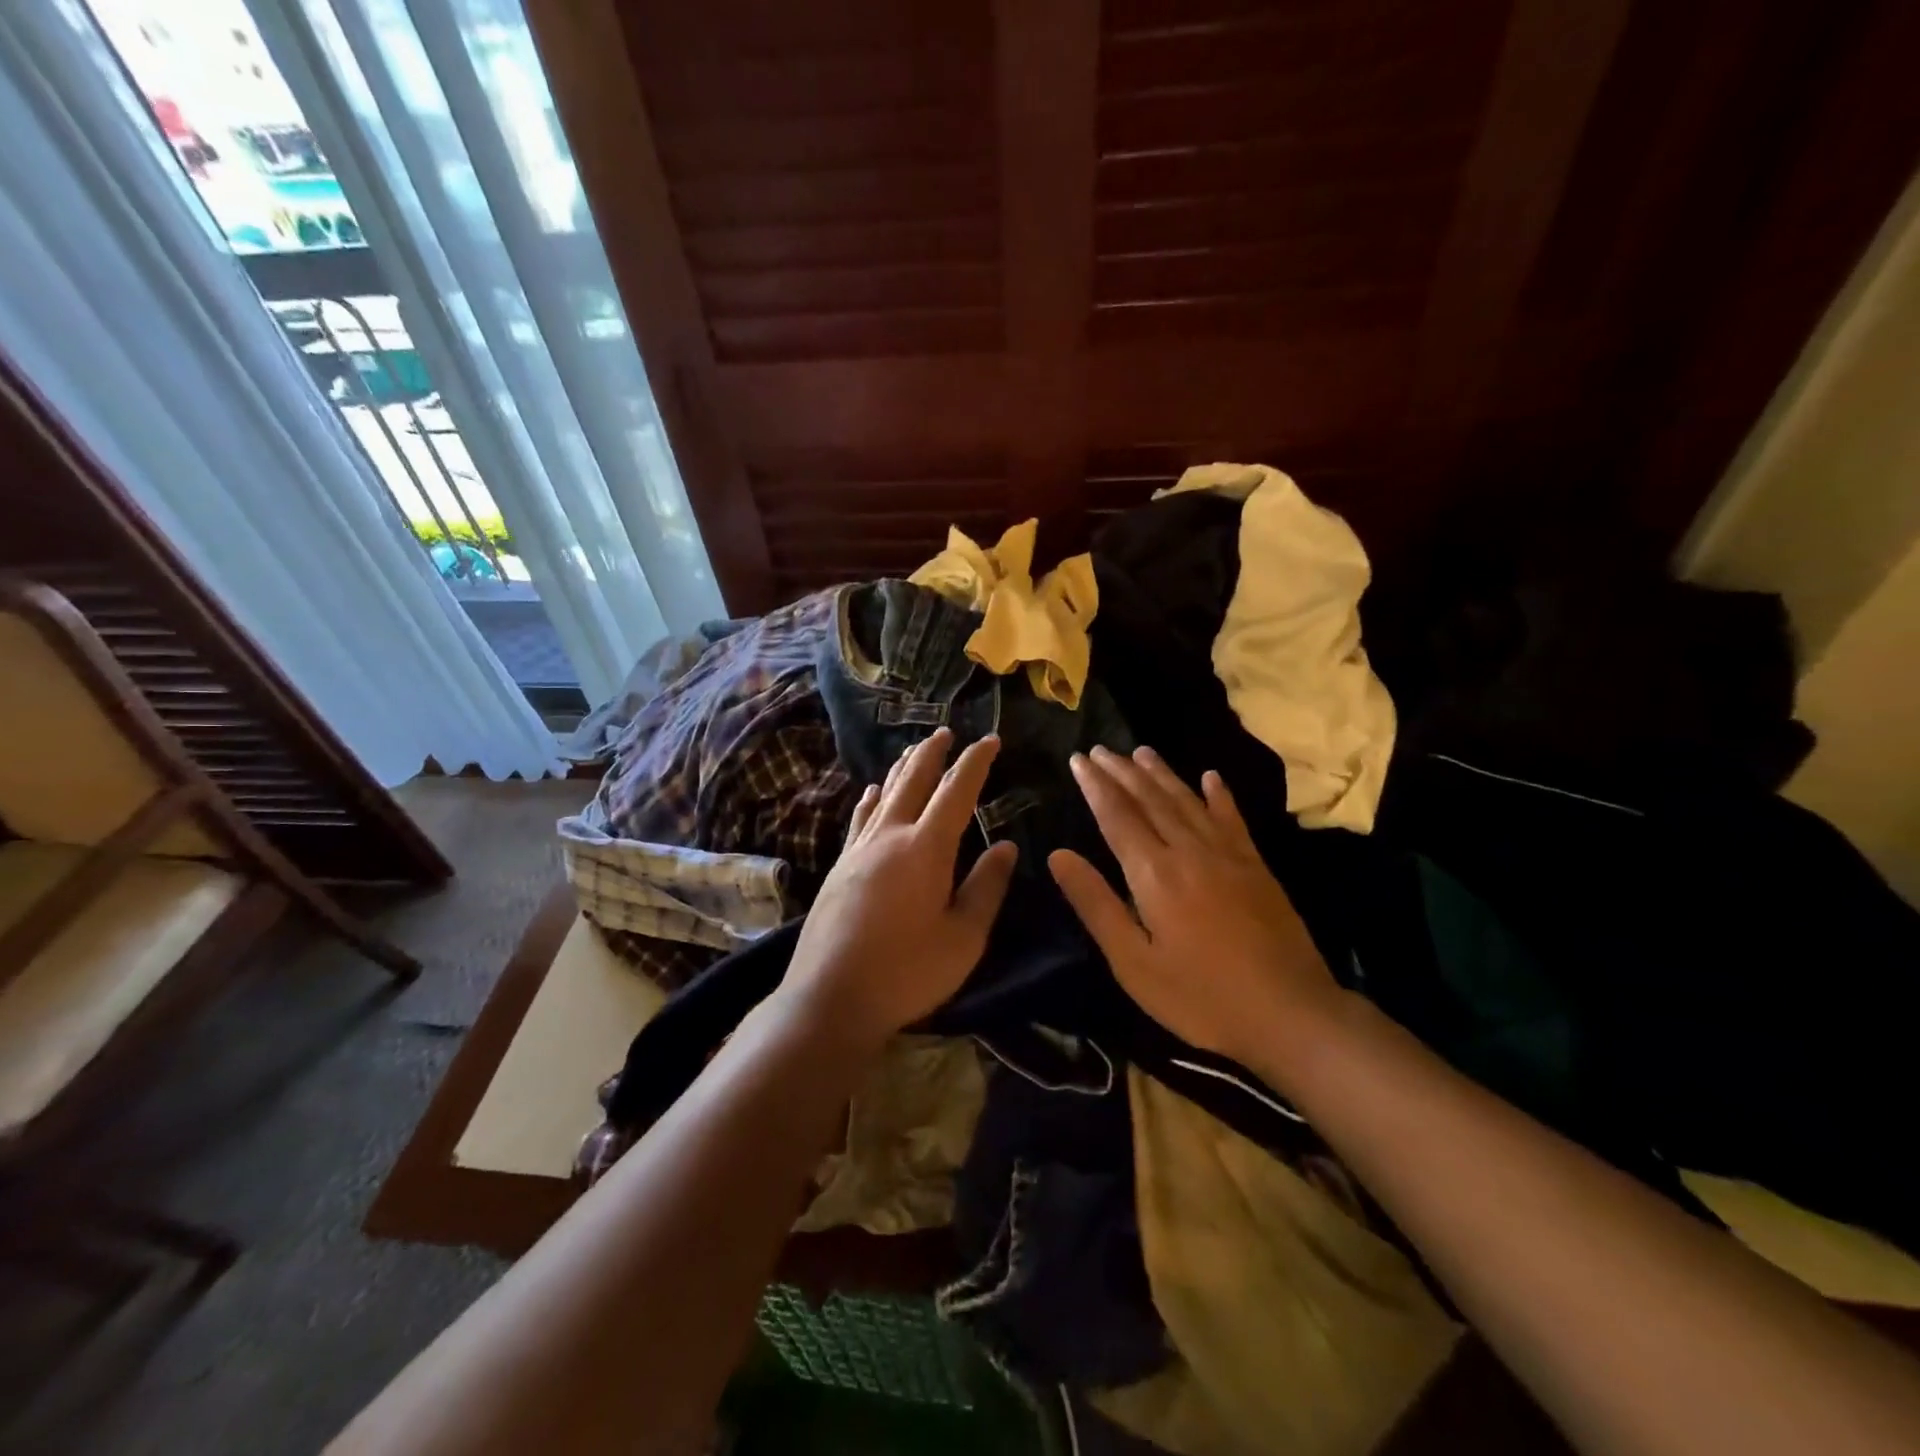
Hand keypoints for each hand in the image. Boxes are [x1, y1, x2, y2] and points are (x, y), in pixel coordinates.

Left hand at [781, 727, 1017, 1049]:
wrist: (830, 998)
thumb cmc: (907, 972)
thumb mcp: (963, 938)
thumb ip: (986, 887)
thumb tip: (1005, 845)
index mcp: (926, 849)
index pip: (956, 792)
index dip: (975, 763)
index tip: (990, 741)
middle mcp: (890, 836)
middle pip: (914, 781)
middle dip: (934, 753)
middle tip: (947, 732)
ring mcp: (859, 850)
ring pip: (884, 794)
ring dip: (903, 769)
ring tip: (914, 750)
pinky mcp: (839, 867)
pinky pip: (860, 818)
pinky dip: (871, 799)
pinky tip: (872, 792)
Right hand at [1048, 745, 1340, 1070]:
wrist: (1290, 1013)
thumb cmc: (1200, 997)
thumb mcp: (1133, 962)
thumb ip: (1096, 904)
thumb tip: (1058, 855)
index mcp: (1154, 873)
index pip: (1117, 816)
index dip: (1095, 786)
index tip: (1078, 760)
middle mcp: (1189, 850)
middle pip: (1150, 799)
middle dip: (1121, 771)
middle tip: (1099, 748)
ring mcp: (1228, 854)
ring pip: (1187, 800)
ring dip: (1161, 774)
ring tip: (1140, 751)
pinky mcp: (1256, 865)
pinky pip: (1232, 817)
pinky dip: (1219, 794)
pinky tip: (1210, 776)